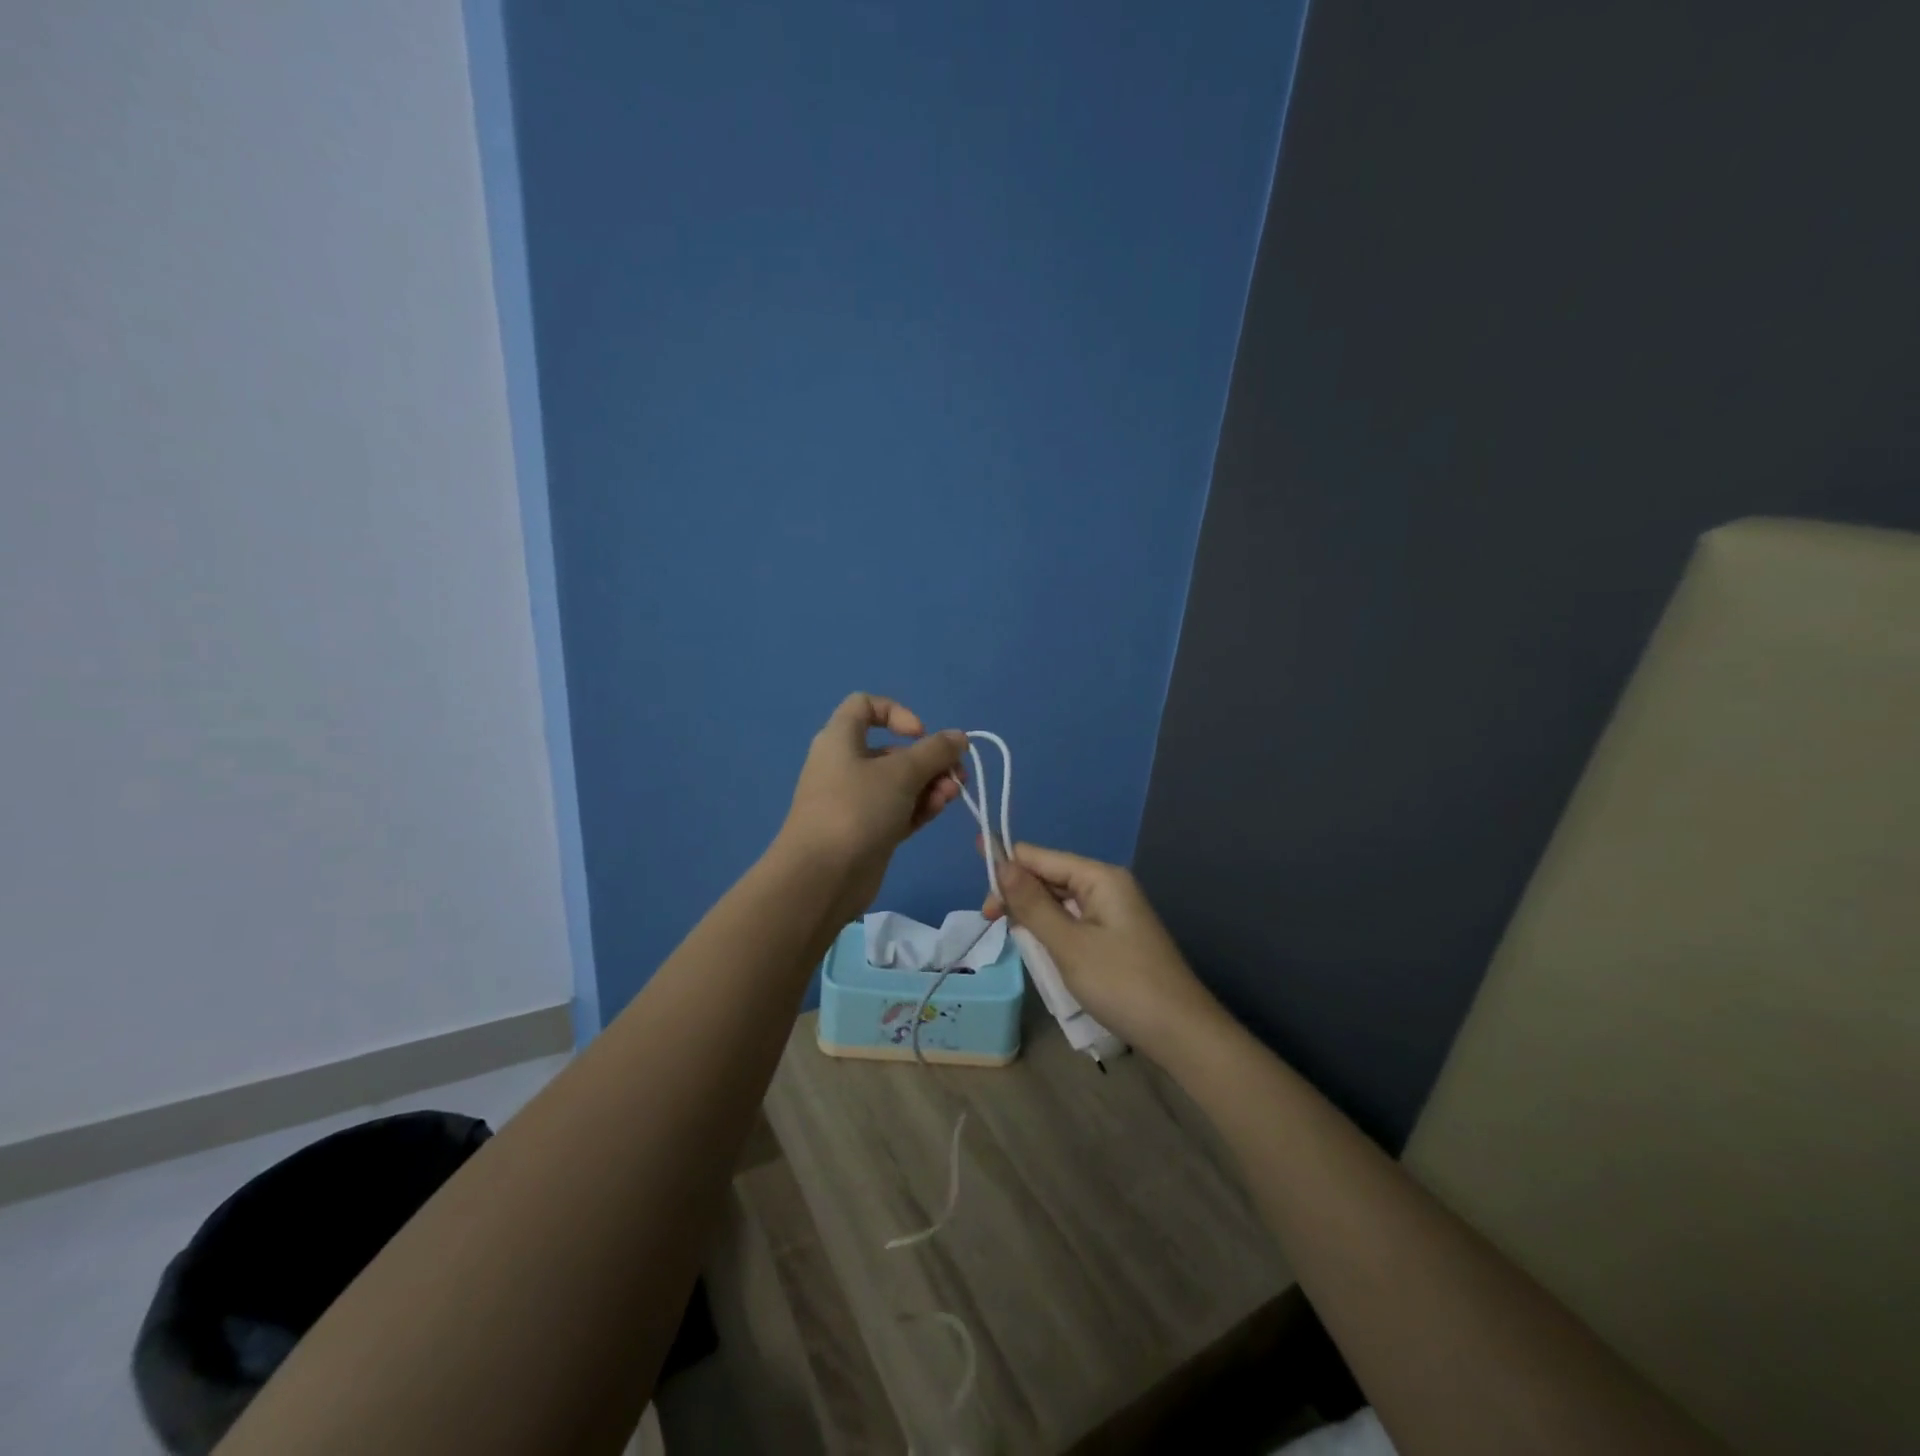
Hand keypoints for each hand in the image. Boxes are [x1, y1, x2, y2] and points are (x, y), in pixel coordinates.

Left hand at [777, 694, 968, 920]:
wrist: (822, 878)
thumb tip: (959, 736)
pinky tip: (939, 809)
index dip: (896, 712)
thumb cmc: (857, 809)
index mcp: (840, 740)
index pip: (864, 706)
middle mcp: (845, 765)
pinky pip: (898, 810)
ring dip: (930, 784)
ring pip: (899, 783)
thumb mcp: (901, 773)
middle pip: (892, 750)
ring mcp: (855, 801)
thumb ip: (935, 752)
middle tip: (956, 774)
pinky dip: (919, 806)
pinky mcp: (867, 831)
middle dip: (928, 759)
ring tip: (951, 796)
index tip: (919, 735)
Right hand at [984, 843, 1226, 1065]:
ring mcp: (1114, 912)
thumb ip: (1031, 903)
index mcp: (1099, 877)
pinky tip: (1038, 945)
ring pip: (1059, 900)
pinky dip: (1052, 929)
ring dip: (1033, 913)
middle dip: (1017, 892)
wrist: (1181, 1033)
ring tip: (1010, 933)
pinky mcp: (1115, 936)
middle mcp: (1107, 885)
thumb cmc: (1121, 984)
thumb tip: (1000, 862)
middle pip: (1050, 875)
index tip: (975, 887)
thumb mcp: (1068, 944)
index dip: (1005, 864)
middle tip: (990, 921)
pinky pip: (1073, 920)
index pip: (1040, 857)